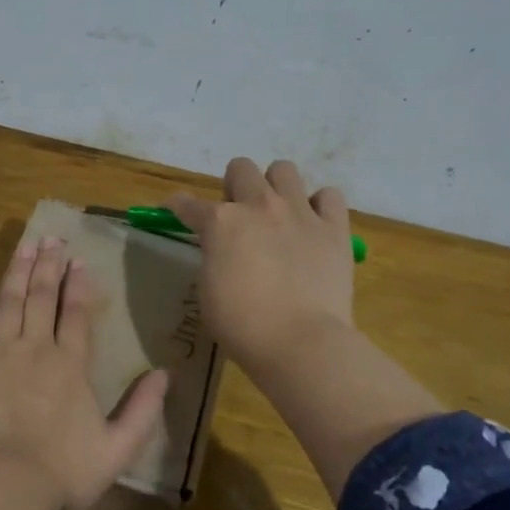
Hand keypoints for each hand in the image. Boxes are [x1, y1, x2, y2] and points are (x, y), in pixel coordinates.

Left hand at [0, 237, 169, 509]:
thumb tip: (165, 374)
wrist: (2, 484)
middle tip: (51, 238)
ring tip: (24, 246)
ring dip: (17, 271)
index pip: (75, 313)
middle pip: (41, 296)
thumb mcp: (117, 448)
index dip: (78, 285)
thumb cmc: (63, 470)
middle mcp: (34, 348)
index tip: (79, 259)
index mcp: (69, 364)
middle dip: (48, 265)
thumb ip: (142, 410)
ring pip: (8, 301)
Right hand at [167, 158, 354, 379]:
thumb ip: (213, 257)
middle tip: (239, 216)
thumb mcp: (208, 289)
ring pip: (284, 169)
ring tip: (278, 213)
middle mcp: (259, 205)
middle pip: (241, 168)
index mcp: (220, 222)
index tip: (175, 211)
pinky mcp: (334, 228)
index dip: (177, 206)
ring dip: (275, 186)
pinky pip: (329, 195)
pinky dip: (319, 205)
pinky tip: (313, 224)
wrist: (300, 342)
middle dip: (234, 186)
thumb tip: (222, 250)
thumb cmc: (242, 325)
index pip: (187, 203)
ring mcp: (299, 212)